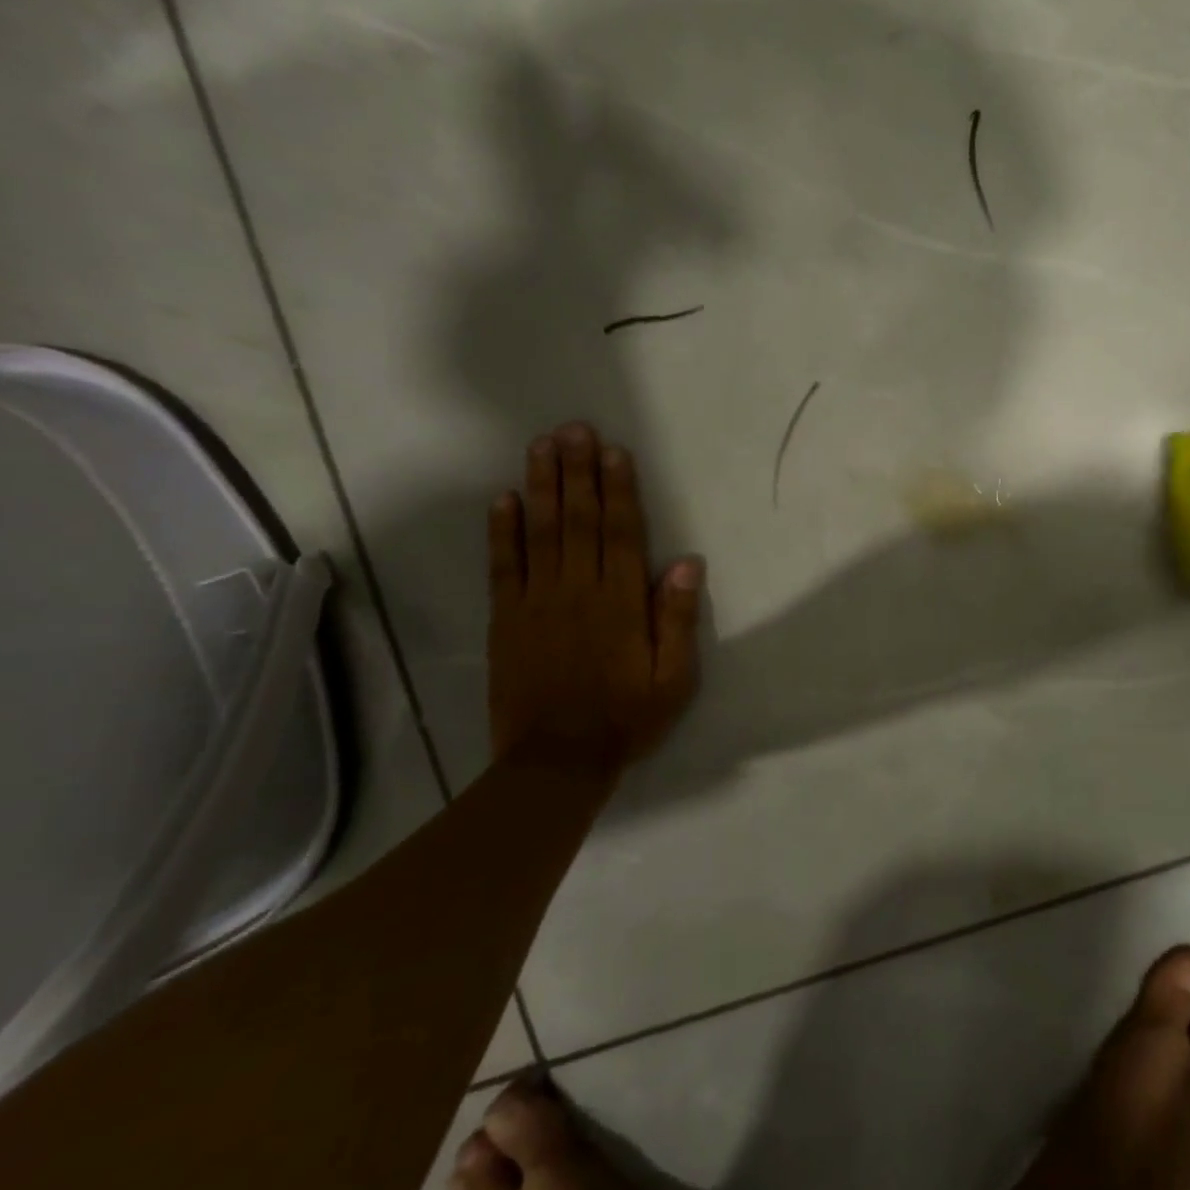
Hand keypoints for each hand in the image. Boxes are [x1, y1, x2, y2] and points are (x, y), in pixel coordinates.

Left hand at [487, 423, 702, 779]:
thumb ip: (677, 618)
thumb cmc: (626, 717)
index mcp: (620, 603)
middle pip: (578, 521)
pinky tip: (503, 499)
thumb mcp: (673, 678)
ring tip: (540, 446)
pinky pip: (503, 567)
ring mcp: (536, 602)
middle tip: (573, 429)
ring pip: (540, 533)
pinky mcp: (506, 619)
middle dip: (577, 472)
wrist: (556, 761)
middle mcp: (577, 591)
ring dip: (541, 486)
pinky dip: (502, 531)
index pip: (620, 533)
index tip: (614, 451)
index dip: (618, 490)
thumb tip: (687, 561)